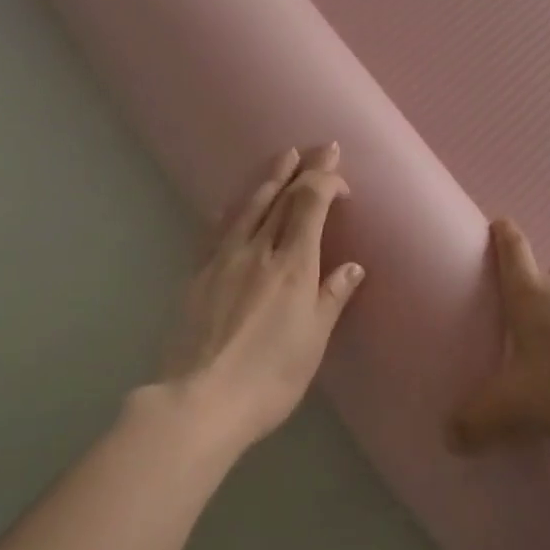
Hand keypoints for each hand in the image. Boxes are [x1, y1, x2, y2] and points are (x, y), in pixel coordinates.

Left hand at [156, 144, 364, 448]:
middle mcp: (259, 250)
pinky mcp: (198, 274)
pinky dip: (231, 211)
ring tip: (282, 158)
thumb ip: (331, 297)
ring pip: (249, 206)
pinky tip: (229, 205)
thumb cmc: (269, 377)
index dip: (326, 182)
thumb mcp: (312, 341)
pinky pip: (217, 230)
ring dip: (270, 179)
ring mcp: (224, 259)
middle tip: (319, 148)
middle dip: (303, 169)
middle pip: (282, 197)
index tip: (341, 181)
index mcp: (293, 264)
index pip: (311, 203)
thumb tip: (352, 267)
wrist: (199, 401)